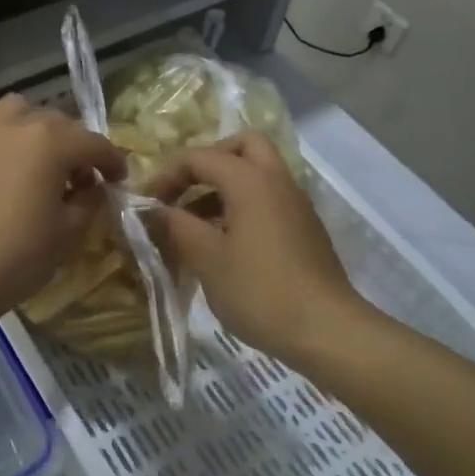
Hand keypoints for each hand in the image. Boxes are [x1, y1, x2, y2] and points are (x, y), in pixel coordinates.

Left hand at [0, 95, 126, 328]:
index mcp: (51, 142)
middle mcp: (15, 125)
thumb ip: (89, 201)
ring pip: (12, 108)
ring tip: (33, 156)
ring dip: (29, 125)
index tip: (119, 180)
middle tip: (78, 179)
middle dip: (74, 146)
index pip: (94, 143)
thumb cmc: (17, 258)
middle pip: (56, 122)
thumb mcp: (69, 233)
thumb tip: (92, 187)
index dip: (112, 161)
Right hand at [144, 132, 370, 364]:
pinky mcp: (304, 228)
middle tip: (185, 190)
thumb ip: (177, 226)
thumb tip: (156, 210)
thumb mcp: (207, 259)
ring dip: (224, 186)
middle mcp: (277, 180)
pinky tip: (224, 243)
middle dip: (208, 161)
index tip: (147, 203)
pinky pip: (269, 198)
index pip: (199, 156)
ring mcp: (295, 204)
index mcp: (250, 180)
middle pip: (242, 145)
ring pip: (257, 172)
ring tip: (195, 224)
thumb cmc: (259, 290)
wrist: (326, 330)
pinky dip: (243, 204)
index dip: (167, 174)